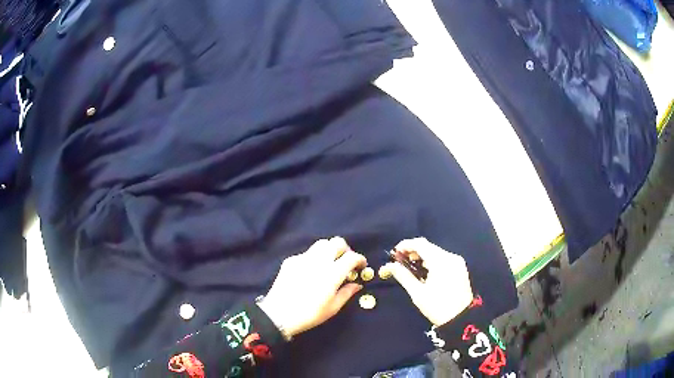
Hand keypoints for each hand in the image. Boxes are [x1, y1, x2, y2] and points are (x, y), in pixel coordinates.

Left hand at [258, 237, 366, 337]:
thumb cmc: (309, 314)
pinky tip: (311, 271)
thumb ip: (347, 293)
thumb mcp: (333, 308)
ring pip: (321, 244)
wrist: (279, 314)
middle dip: (345, 249)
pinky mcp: (291, 260)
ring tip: (330, 263)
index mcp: (332, 273)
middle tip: (346, 261)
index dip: (360, 259)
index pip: (351, 257)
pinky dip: (314, 258)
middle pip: (336, 242)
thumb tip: (357, 284)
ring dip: (330, 250)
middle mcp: (318, 261)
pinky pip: (307, 253)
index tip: (361, 265)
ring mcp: (303, 258)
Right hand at [380, 238, 473, 326]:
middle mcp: (450, 257)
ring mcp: (457, 262)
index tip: (394, 253)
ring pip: (435, 253)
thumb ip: (403, 276)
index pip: (420, 244)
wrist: (461, 319)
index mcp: (441, 261)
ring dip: (421, 257)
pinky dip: (431, 262)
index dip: (405, 245)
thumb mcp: (418, 293)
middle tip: (399, 262)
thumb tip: (390, 266)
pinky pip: (442, 259)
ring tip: (410, 268)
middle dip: (412, 252)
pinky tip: (424, 272)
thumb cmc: (437, 306)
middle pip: (428, 247)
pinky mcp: (460, 268)